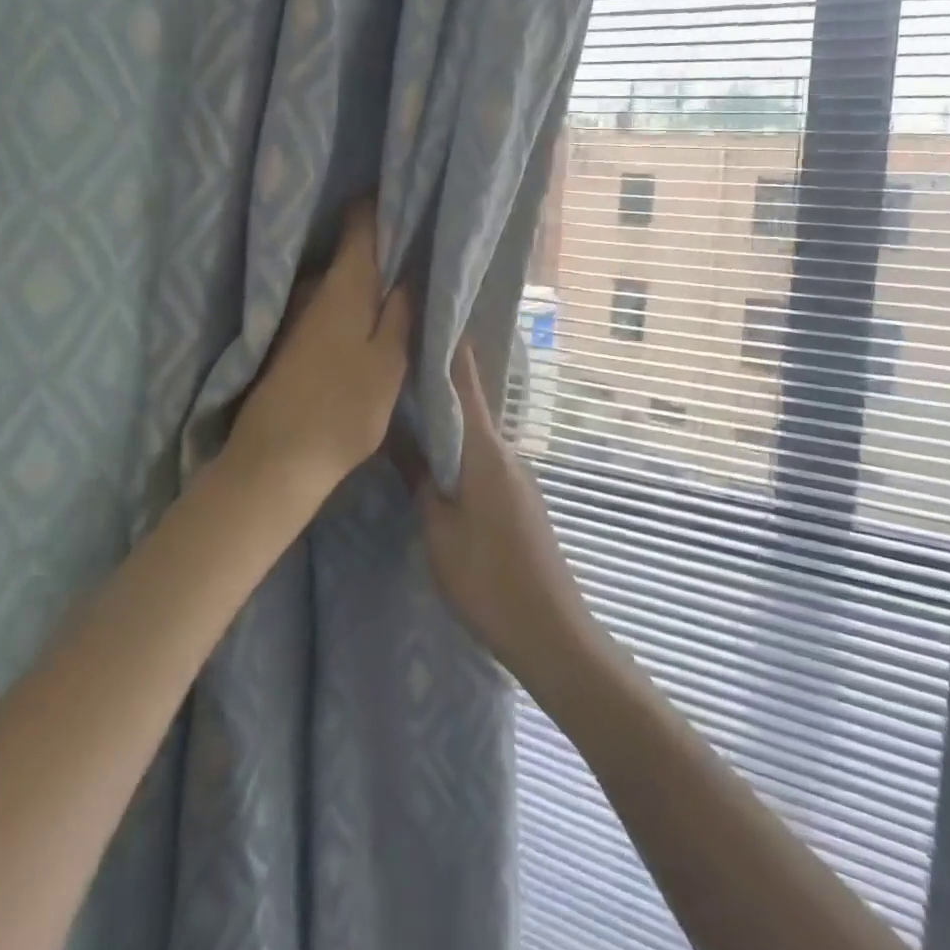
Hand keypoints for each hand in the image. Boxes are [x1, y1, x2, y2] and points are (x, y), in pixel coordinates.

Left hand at [230, 203, 412, 502]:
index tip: (405, 197)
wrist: (275, 459)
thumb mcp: (389, 362)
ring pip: (335, 279)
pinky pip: (322, 303)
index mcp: (343, 284)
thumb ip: (402, 313)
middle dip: (378, 245)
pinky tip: (360, 320)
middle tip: (412, 247)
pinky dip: (343, 302)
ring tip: (394, 283)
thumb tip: (409, 271)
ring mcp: (293, 312)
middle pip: (348, 249)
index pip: (360, 222)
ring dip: (361, 277)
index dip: (382, 204)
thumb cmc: (343, 408)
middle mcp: (313, 287)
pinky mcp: (283, 338)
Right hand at [404, 343, 597, 690]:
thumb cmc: (488, 579)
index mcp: (487, 452)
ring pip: (475, 436)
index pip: (466, 385)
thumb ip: (419, 480)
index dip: (450, 350)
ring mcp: (516, 477)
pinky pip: (483, 460)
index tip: (429, 317)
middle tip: (398, 367)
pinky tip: (436, 460)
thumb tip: (400, 436)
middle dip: (439, 385)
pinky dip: (459, 450)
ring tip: (406, 410)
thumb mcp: (439, 531)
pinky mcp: (518, 499)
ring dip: (447, 421)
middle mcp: (506, 453)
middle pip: (470, 407)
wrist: (551, 631)